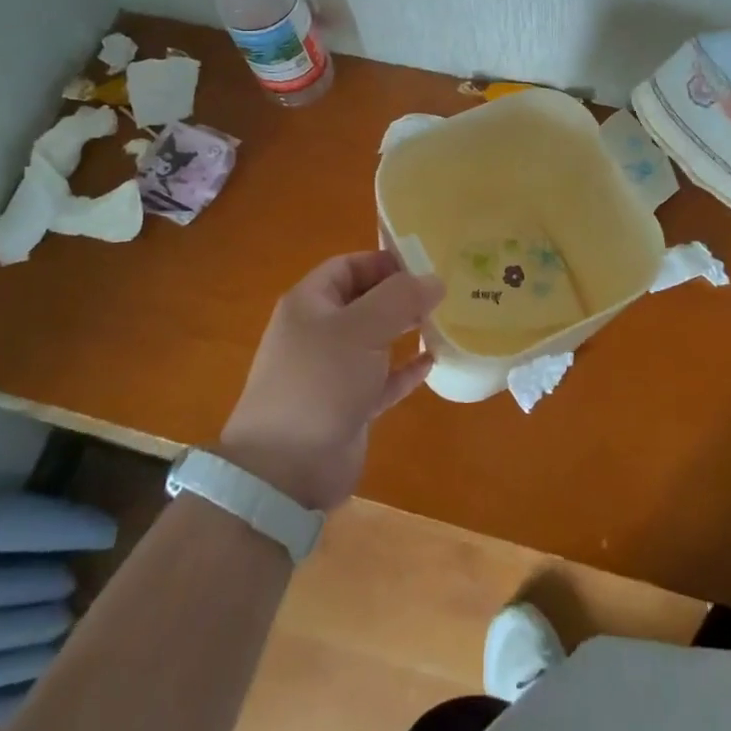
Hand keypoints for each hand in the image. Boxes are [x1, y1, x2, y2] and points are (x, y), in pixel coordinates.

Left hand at [218, 252, 443, 511]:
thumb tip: (434, 279)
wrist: (286, 469)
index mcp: (310, 304)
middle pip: (364, 301)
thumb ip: (401, 298)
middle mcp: (319, 332)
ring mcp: (332, 371)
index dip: (384, 261)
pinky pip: (381, 379)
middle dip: (401, 295)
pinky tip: (432, 363)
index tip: (427, 264)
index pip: (349, 266)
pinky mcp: (348, 406)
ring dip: (406, 331)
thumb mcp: (363, 328)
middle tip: (444, 292)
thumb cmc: (320, 381)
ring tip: (445, 321)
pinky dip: (404, 370)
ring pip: (375, 340)